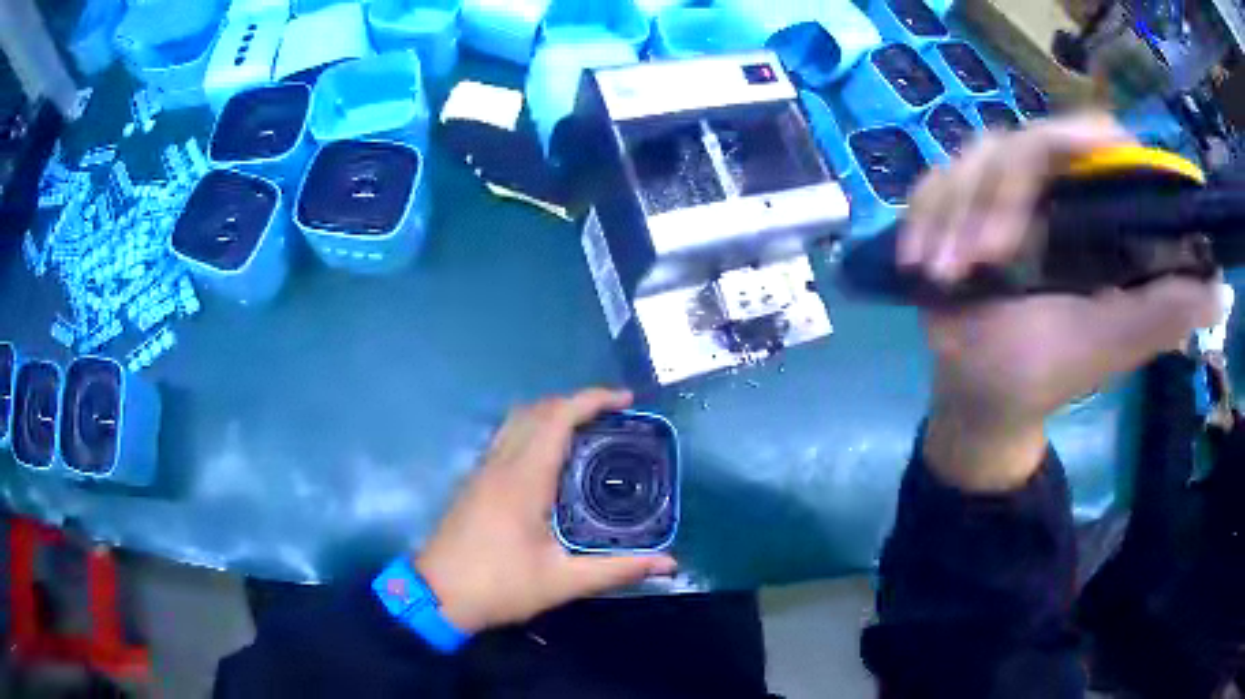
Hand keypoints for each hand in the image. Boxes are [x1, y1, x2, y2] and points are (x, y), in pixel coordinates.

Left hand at [415, 389, 677, 633]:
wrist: (435, 596)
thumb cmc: (499, 586)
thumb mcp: (562, 582)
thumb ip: (617, 569)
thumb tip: (668, 564)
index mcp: (523, 479)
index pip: (557, 417)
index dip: (592, 400)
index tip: (626, 401)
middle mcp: (500, 464)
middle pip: (537, 410)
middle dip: (576, 402)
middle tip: (613, 417)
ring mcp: (482, 471)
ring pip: (517, 420)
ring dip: (552, 413)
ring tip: (587, 431)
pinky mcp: (474, 482)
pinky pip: (506, 437)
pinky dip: (533, 430)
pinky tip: (551, 459)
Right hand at [902, 114, 1221, 491]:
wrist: (984, 397)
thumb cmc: (1050, 373)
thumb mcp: (1115, 343)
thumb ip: (1166, 312)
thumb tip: (1219, 287)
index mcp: (1090, 216)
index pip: (1092, 144)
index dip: (1086, 138)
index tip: (1081, 154)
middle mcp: (1047, 194)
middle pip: (1022, 143)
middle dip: (998, 197)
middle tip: (981, 261)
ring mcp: (996, 198)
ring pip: (972, 159)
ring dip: (952, 212)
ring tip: (944, 273)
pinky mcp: (953, 209)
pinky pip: (932, 183)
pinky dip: (922, 215)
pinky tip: (921, 260)